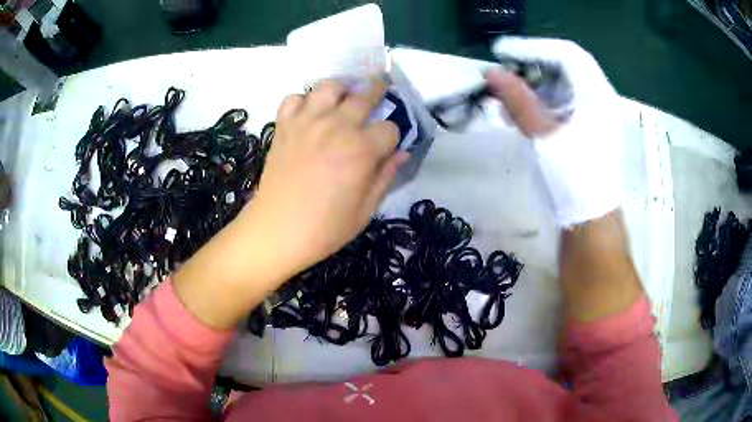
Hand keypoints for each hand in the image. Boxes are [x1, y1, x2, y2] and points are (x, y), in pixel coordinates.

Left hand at [244, 78, 408, 275]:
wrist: (277, 231)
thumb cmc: (325, 227)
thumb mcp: (365, 210)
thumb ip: (386, 177)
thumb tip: (402, 154)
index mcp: (361, 150)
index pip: (390, 128)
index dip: (393, 137)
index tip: (387, 146)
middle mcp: (336, 127)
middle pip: (364, 96)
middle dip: (377, 92)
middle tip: (379, 90)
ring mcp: (307, 122)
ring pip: (328, 87)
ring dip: (340, 89)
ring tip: (342, 98)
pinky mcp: (284, 126)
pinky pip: (294, 98)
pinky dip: (303, 101)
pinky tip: (308, 114)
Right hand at [485, 37, 622, 226]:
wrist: (589, 222)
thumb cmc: (573, 178)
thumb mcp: (544, 136)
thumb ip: (518, 100)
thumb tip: (491, 73)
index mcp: (596, 95)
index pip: (566, 53)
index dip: (533, 47)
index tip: (502, 52)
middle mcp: (597, 99)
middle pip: (563, 67)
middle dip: (531, 67)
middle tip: (502, 72)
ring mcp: (592, 115)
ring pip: (560, 86)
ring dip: (531, 86)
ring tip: (504, 95)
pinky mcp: (584, 130)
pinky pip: (560, 104)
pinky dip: (538, 103)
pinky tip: (518, 113)